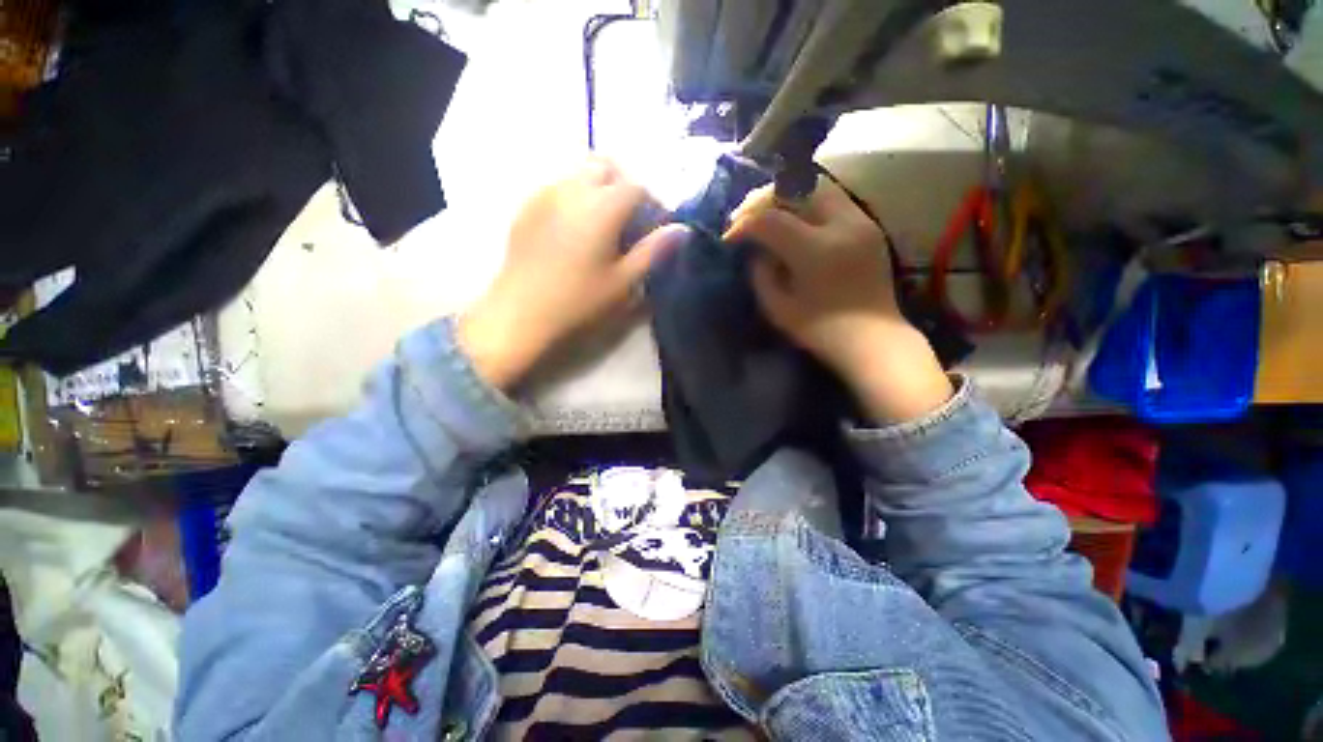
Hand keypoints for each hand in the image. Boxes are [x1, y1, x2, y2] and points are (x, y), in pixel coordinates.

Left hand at [459, 158, 687, 390]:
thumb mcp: (623, 282)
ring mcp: (545, 193)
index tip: (655, 226)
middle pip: (606, 166)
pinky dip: (574, 195)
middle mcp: (573, 188)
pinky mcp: (527, 206)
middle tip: (629, 218)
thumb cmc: (579, 302)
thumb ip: (653, 251)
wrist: (520, 313)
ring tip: (602, 222)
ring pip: (579, 171)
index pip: (637, 187)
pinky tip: (573, 226)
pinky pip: (557, 185)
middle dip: (624, 184)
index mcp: (602, 207)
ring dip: (598, 187)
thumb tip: (682, 229)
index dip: (652, 203)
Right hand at [724, 177, 951, 422]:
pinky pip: (833, 201)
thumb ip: (761, 274)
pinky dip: (807, 204)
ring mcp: (861, 221)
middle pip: (796, 189)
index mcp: (817, 251)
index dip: (744, 224)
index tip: (729, 237)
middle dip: (763, 199)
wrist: (873, 339)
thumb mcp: (778, 308)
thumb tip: (756, 251)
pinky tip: (795, 222)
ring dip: (786, 197)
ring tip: (768, 215)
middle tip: (744, 217)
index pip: (770, 219)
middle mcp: (842, 226)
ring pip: (817, 188)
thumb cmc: (821, 331)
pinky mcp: (869, 226)